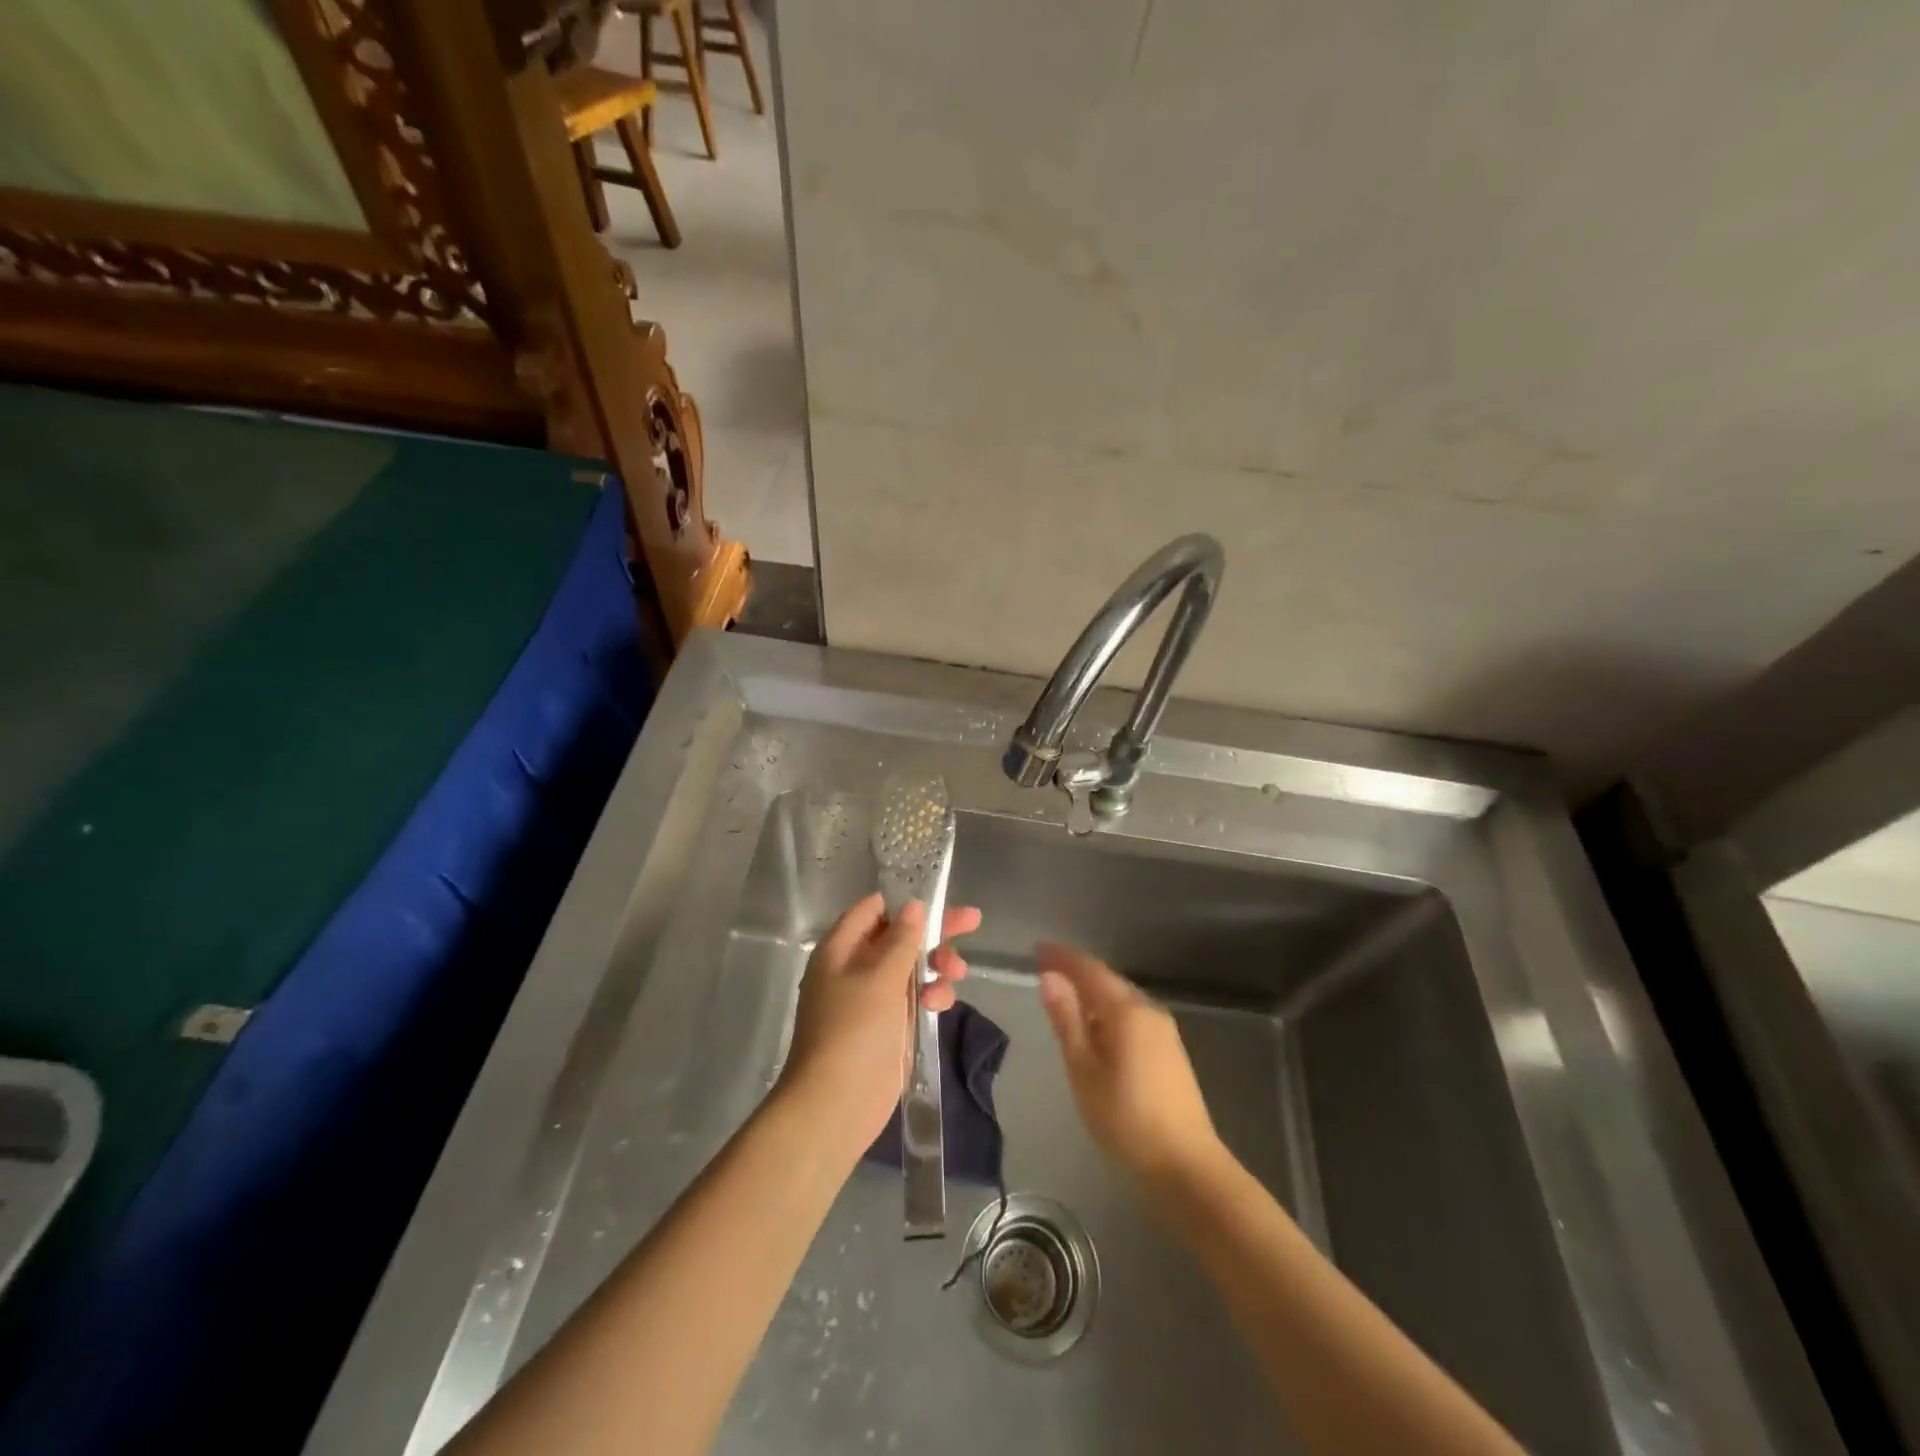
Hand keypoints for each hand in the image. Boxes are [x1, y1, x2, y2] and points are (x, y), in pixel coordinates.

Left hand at [776, 892, 979, 1158]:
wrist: (837, 1104)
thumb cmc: (854, 1030)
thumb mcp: (880, 977)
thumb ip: (901, 939)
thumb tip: (914, 906)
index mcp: (840, 949)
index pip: (873, 910)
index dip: (904, 903)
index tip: (938, 900)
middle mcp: (854, 968)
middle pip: (898, 937)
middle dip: (934, 932)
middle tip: (972, 921)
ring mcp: (872, 999)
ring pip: (911, 968)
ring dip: (936, 966)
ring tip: (956, 974)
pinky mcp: (888, 1026)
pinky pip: (913, 998)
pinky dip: (930, 995)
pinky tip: (940, 1003)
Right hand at [1037, 943, 1221, 1184]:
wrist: (1185, 1165)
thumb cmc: (1124, 1117)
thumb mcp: (1083, 1069)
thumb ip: (1067, 1020)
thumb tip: (1050, 977)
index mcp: (1126, 1010)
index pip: (1089, 970)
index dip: (1063, 958)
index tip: (1038, 950)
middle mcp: (1148, 1010)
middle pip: (1108, 981)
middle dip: (1077, 972)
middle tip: (1046, 970)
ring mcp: (1163, 1031)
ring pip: (1121, 999)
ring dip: (1093, 993)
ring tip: (1065, 997)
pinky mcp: (1170, 1051)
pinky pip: (1132, 1016)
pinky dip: (1108, 1011)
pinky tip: (1096, 1028)